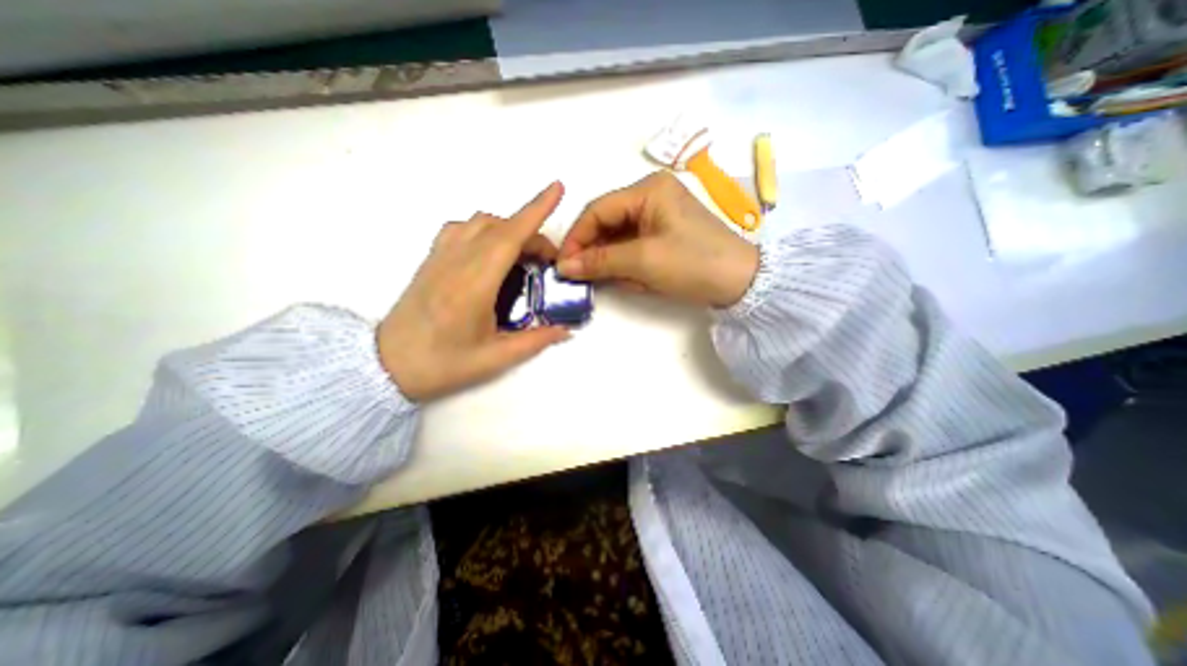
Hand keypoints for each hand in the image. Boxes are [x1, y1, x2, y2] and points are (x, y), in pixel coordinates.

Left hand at [374, 179, 570, 399]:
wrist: (386, 365)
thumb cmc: (442, 364)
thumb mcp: (495, 359)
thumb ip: (535, 341)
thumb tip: (566, 331)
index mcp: (474, 284)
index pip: (509, 236)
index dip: (535, 210)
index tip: (556, 189)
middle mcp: (456, 261)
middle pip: (501, 227)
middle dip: (532, 234)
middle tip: (548, 263)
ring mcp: (440, 256)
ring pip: (480, 222)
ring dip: (508, 229)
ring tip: (522, 256)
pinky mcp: (431, 259)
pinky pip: (461, 228)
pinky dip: (484, 229)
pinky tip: (490, 252)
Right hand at [559, 169, 758, 305]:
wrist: (741, 283)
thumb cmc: (692, 263)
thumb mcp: (643, 261)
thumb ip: (599, 261)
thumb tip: (564, 266)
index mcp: (647, 190)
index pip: (598, 210)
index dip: (577, 237)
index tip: (563, 264)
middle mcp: (651, 196)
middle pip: (607, 223)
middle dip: (596, 252)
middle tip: (582, 277)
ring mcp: (659, 216)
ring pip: (619, 238)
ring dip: (614, 262)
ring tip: (617, 281)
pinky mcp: (664, 234)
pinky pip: (634, 247)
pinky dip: (629, 265)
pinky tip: (634, 280)